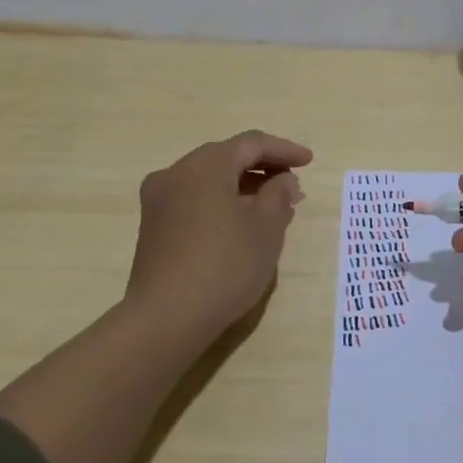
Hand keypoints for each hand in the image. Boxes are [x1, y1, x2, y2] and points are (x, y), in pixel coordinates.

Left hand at [122, 130, 312, 340]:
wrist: (166, 318)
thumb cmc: (225, 265)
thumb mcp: (267, 228)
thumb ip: (279, 195)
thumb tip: (282, 180)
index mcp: (205, 165)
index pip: (252, 144)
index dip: (284, 150)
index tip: (309, 162)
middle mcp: (176, 173)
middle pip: (227, 157)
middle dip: (263, 168)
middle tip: (293, 185)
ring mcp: (159, 200)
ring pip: (210, 179)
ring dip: (243, 186)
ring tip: (273, 206)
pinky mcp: (153, 226)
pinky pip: (195, 199)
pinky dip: (222, 201)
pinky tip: (242, 223)